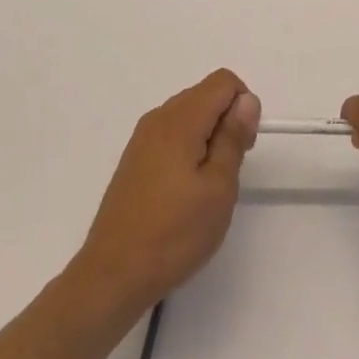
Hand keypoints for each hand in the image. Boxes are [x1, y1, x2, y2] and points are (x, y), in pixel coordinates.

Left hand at [68, 69, 260, 320]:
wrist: (112, 276)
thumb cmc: (173, 233)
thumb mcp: (218, 188)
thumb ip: (233, 137)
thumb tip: (246, 99)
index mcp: (180, 120)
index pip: (223, 81)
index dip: (244, 105)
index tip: (244, 146)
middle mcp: (158, 118)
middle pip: (205, 95)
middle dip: (227, 120)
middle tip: (230, 170)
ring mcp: (142, 138)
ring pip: (188, 115)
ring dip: (208, 136)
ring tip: (209, 186)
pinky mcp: (134, 159)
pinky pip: (171, 134)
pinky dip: (188, 149)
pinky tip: (185, 191)